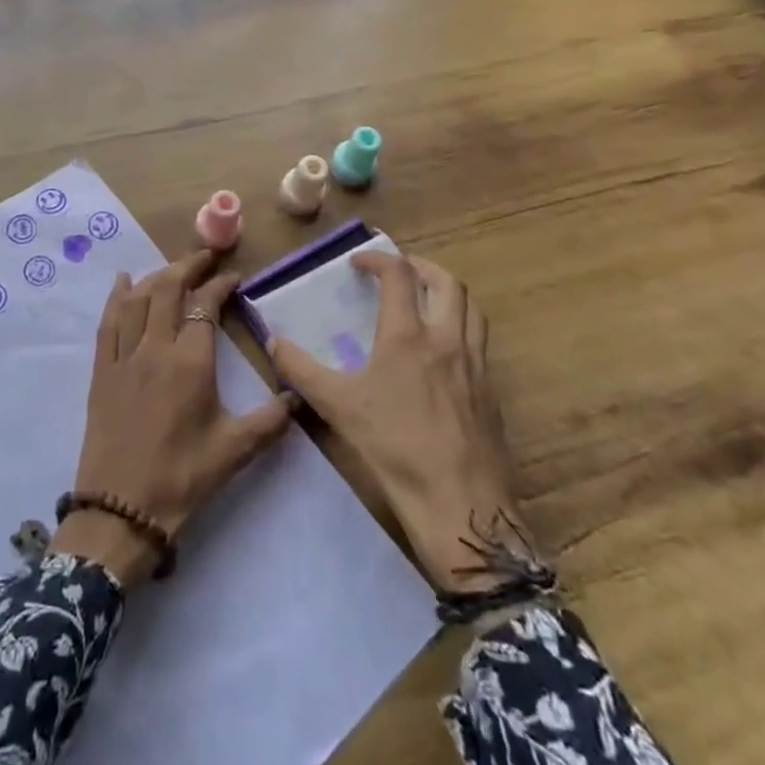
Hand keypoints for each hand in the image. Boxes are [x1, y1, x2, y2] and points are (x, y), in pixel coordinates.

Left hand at [55, 250, 295, 588]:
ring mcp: (124, 357)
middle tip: (205, 257)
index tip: (233, 276)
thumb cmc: (183, 478)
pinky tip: (122, 282)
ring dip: (156, 276)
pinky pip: (108, 322)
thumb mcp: (235, 450)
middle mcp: (155, 348)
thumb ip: (270, 420)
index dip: (219, 285)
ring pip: (137, 299)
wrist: (121, 510)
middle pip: (167, 289)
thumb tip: (299, 396)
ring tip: (173, 268)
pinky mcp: (102, 370)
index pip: (204, 306)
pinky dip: (116, 297)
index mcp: (190, 362)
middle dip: (187, 266)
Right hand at [267, 252, 533, 592]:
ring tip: (426, 301)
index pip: (400, 276)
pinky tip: (443, 353)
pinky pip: (481, 342)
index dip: (378, 259)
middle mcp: (448, 340)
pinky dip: (462, 327)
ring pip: (472, 309)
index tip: (358, 261)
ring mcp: (476, 366)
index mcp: (409, 336)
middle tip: (399, 271)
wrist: (462, 506)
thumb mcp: (337, 406)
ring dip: (448, 293)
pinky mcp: (491, 393)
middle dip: (422, 267)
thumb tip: (273, 341)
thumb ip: (301, 369)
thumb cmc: (395, 449)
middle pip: (447, 283)